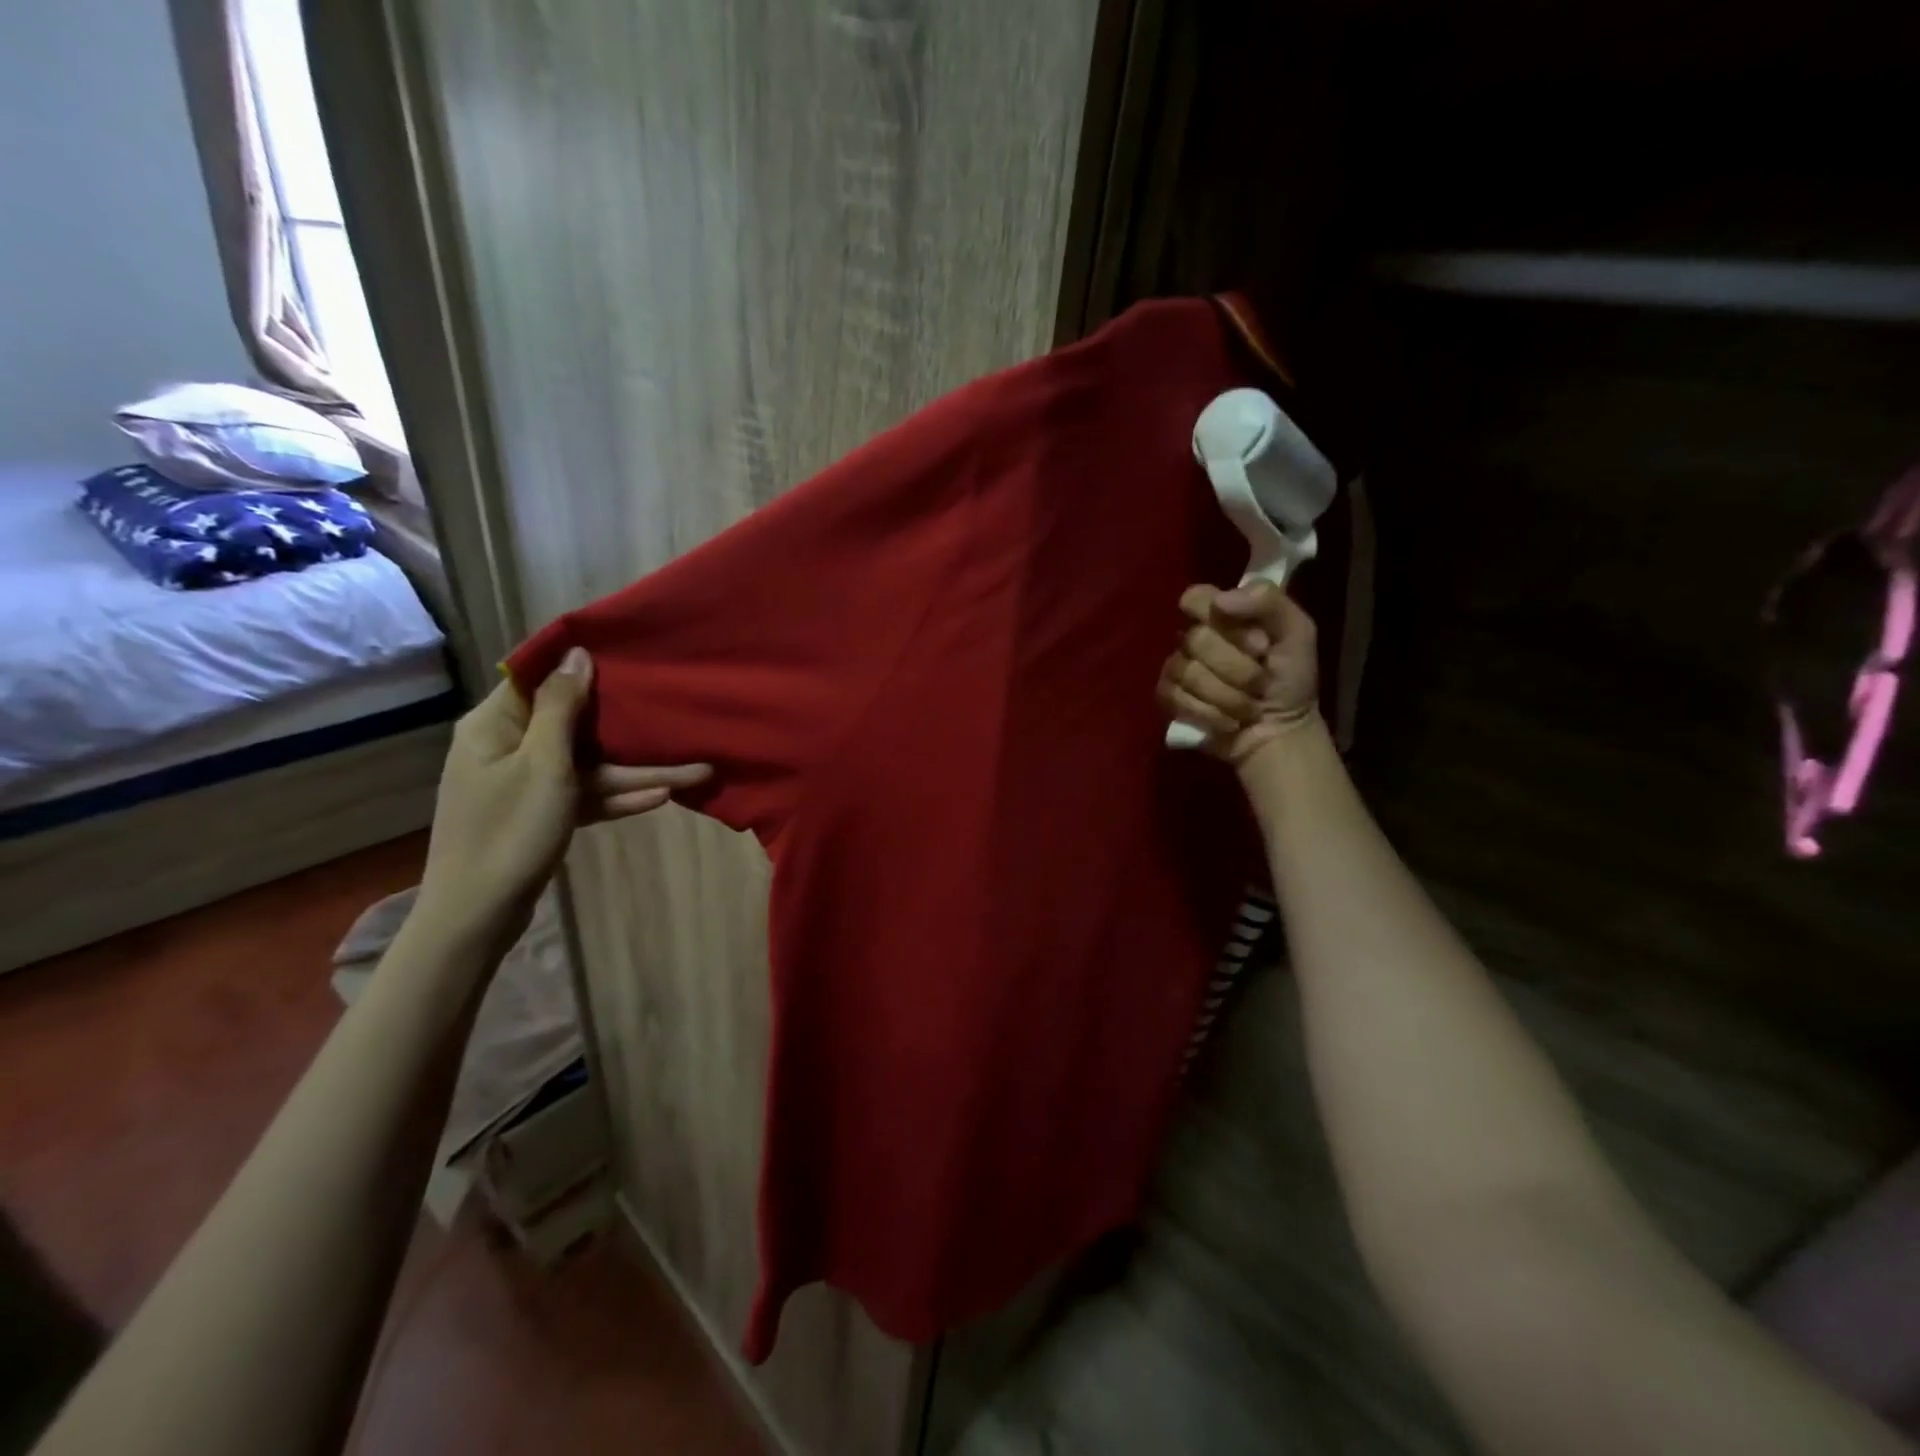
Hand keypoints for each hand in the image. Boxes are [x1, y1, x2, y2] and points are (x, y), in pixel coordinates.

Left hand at [416, 647, 711, 950]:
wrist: (477, 914)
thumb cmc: (509, 830)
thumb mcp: (543, 764)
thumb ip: (562, 708)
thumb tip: (576, 655)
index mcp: (496, 724)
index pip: (539, 678)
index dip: (580, 665)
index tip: (628, 655)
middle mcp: (509, 746)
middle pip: (575, 723)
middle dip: (626, 724)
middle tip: (673, 710)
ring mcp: (527, 783)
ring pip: (589, 764)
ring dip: (637, 769)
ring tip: (696, 770)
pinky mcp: (542, 814)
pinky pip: (585, 794)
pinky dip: (618, 795)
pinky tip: (663, 795)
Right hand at [1158, 580, 1320, 766]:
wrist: (1281, 731)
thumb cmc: (1292, 679)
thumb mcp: (1298, 632)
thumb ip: (1268, 602)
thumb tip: (1220, 601)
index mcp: (1222, 614)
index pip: (1196, 598)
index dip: (1223, 619)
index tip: (1258, 643)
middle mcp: (1194, 637)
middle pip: (1196, 639)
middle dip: (1238, 668)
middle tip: (1261, 681)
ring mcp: (1177, 667)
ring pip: (1187, 672)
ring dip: (1228, 696)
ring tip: (1248, 705)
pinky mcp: (1168, 697)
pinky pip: (1175, 697)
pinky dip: (1210, 714)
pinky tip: (1228, 720)